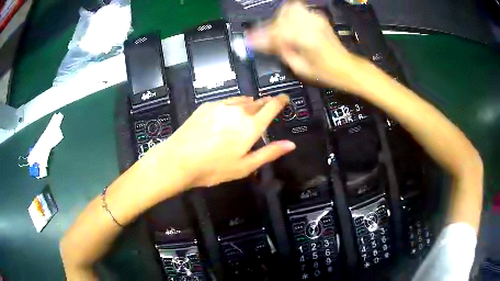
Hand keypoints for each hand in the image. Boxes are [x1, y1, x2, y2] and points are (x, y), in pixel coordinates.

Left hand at [149, 95, 295, 187]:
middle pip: (257, 102)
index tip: (285, 98)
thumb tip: (291, 144)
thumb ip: (270, 153)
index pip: (271, 106)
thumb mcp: (245, 166)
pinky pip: (226, 101)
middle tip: (268, 106)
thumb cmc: (214, 168)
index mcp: (251, 126)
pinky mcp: (207, 106)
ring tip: (249, 108)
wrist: (179, 160)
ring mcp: (221, 106)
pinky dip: (232, 105)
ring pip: (241, 100)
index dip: (280, 100)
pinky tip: (228, 113)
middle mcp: (239, 111)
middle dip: (265, 103)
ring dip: (248, 104)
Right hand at [246, 2, 356, 88]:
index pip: (275, 32)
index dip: (260, 36)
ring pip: (290, 8)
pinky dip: (290, 16)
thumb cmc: (326, 72)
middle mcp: (310, 25)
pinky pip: (299, 10)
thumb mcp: (300, 68)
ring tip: (279, 30)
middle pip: (281, 16)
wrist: (346, 66)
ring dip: (280, 18)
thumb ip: (282, 52)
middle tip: (267, 36)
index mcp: (305, 39)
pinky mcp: (319, 18)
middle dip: (270, 26)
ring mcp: (316, 19)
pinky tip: (290, 26)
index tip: (249, 40)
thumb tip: (266, 42)